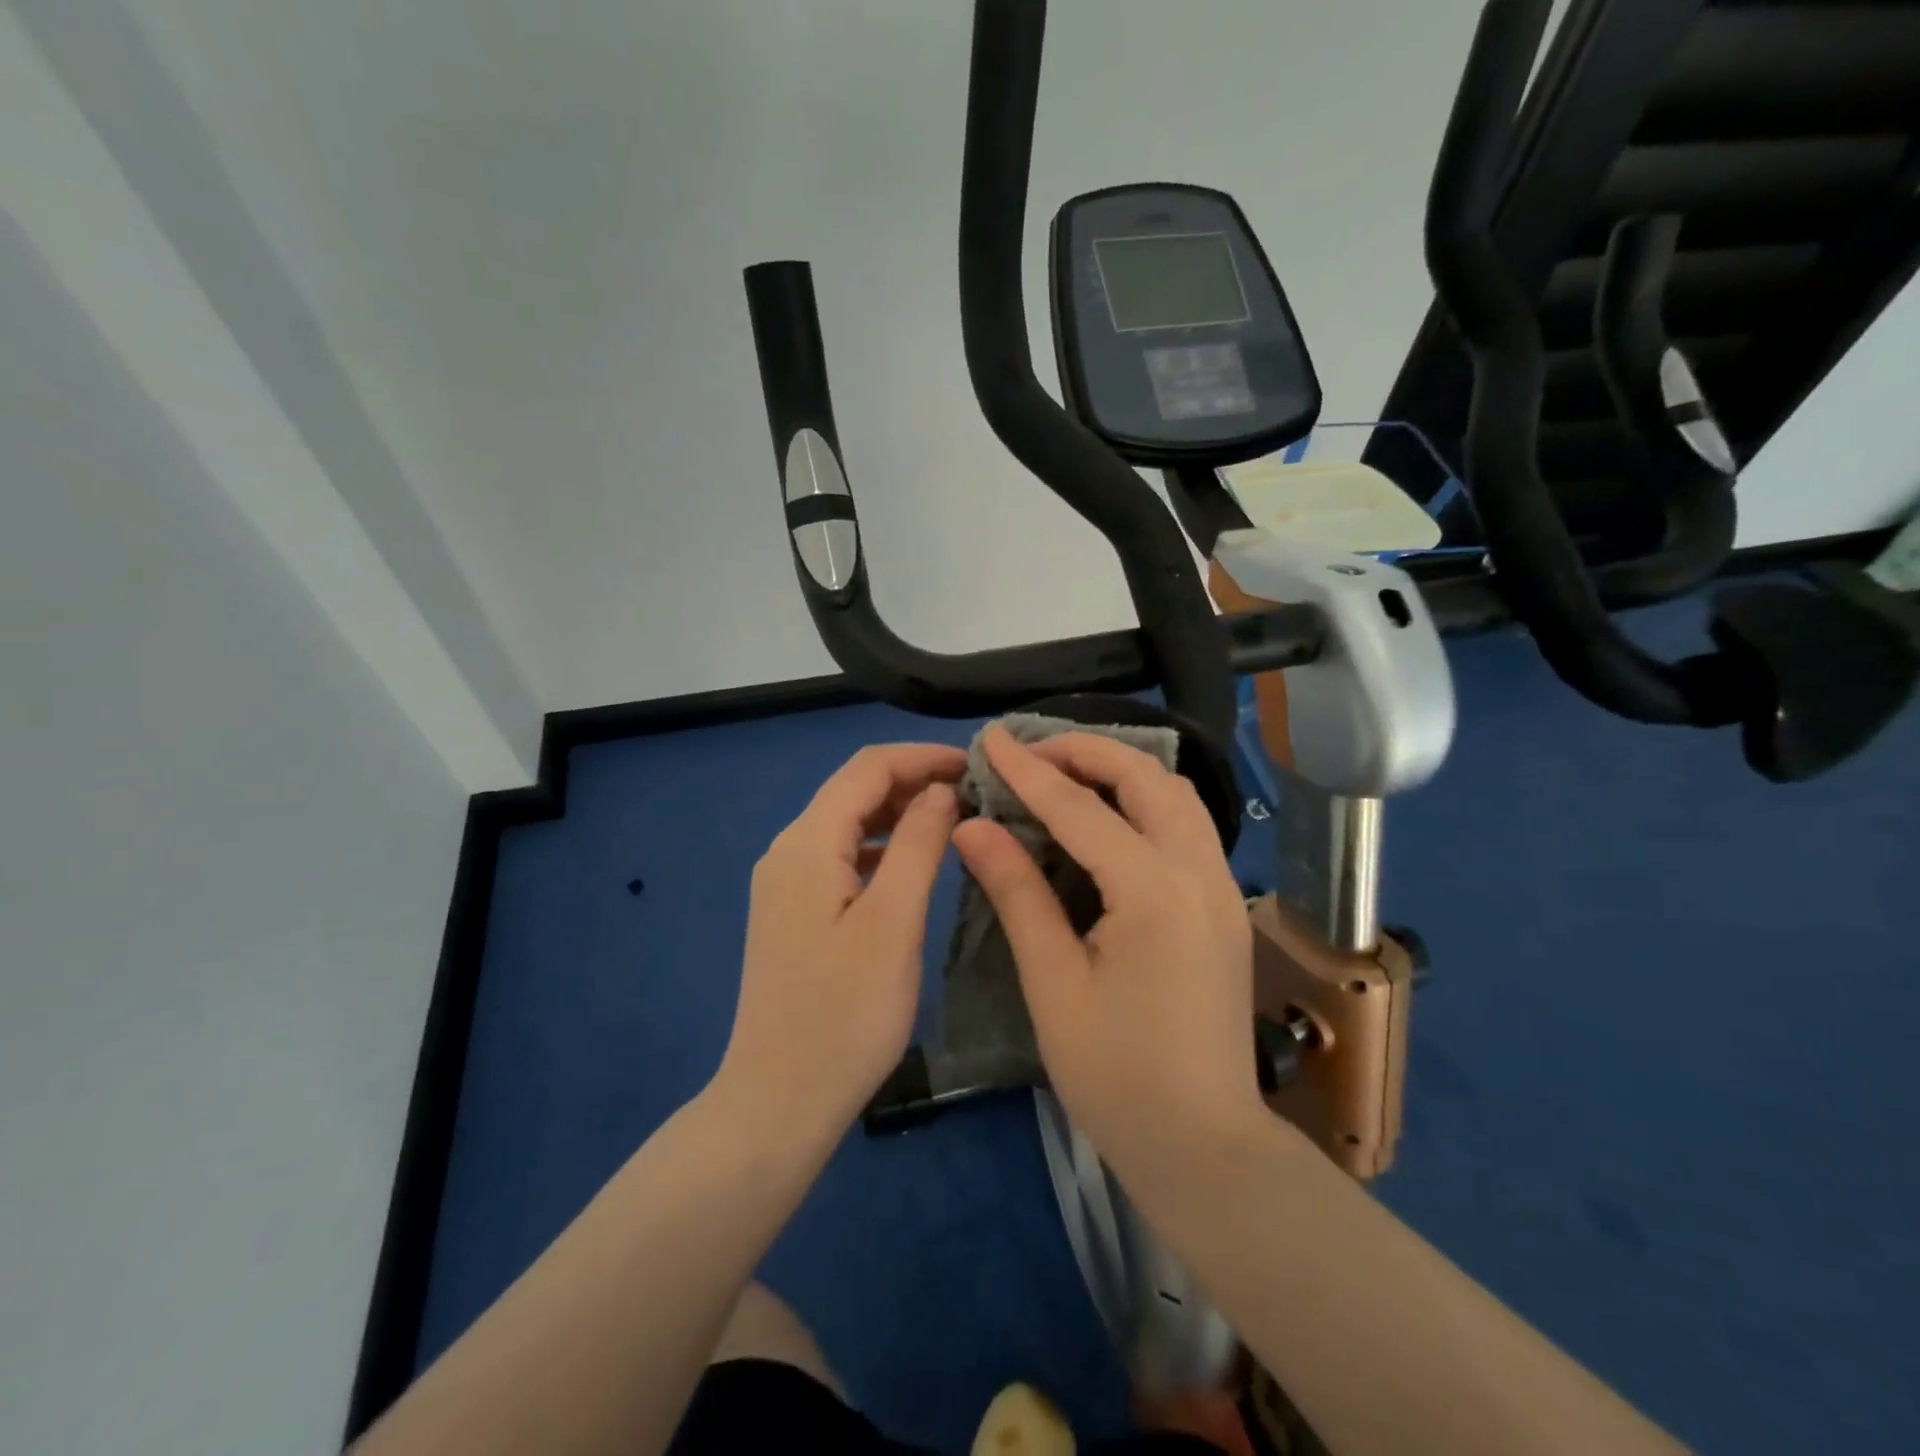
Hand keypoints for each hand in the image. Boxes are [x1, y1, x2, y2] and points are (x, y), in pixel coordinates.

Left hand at [715, 743, 964, 1143]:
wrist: (778, 1101)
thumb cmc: (845, 1014)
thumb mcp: (893, 922)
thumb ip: (919, 845)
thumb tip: (940, 791)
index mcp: (807, 843)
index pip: (868, 768)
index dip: (922, 757)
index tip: (976, 765)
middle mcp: (788, 850)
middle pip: (854, 791)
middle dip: (913, 781)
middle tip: (974, 794)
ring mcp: (785, 883)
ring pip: (848, 824)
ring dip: (899, 814)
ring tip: (955, 821)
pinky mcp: (793, 912)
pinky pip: (841, 857)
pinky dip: (882, 848)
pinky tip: (914, 865)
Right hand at [951, 727, 1263, 1184]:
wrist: (1204, 1147)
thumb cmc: (1117, 1076)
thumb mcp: (1053, 983)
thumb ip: (1017, 892)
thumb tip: (974, 826)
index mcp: (1154, 892)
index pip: (1080, 809)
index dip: (1029, 771)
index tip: (990, 739)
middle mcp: (1200, 874)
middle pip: (1147, 778)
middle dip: (1087, 752)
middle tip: (1031, 753)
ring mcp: (1222, 888)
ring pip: (1177, 795)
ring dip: (1122, 771)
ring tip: (1065, 774)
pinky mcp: (1225, 906)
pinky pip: (1187, 825)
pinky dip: (1145, 801)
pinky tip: (1108, 819)